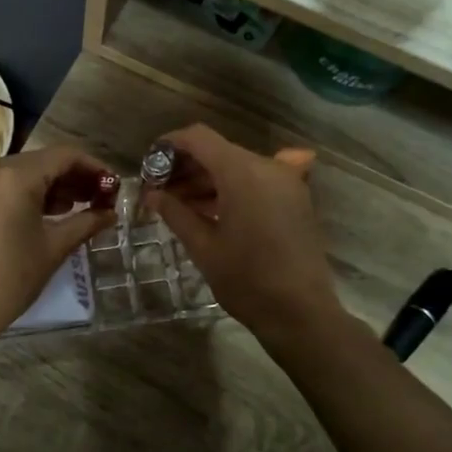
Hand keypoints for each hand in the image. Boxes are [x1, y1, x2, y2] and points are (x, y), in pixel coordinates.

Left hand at [0, 146, 115, 345]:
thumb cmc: (9, 279)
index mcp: (15, 176)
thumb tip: (110, 213)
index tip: (114, 186)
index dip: (94, 167)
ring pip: (23, 172)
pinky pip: (4, 184)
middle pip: (43, 161)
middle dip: (73, 177)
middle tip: (100, 199)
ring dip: (51, 186)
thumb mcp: (53, 248)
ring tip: (78, 208)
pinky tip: (47, 213)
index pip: (64, 156)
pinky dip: (27, 193)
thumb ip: (86, 222)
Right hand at [143, 124, 339, 342]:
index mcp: (242, 173)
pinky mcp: (295, 199)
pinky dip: (231, 189)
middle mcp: (267, 167)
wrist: (301, 313)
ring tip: (179, 205)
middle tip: (160, 191)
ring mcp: (286, 182)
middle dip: (187, 166)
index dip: (171, 144)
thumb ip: (175, 213)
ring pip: (237, 167)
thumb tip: (152, 194)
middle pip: (219, 151)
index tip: (150, 163)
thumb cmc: (246, 280)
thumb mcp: (203, 247)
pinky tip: (210, 212)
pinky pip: (256, 182)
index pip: (200, 138)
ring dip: (208, 180)